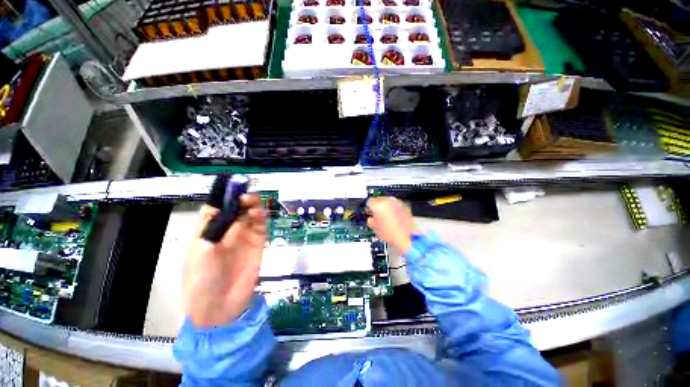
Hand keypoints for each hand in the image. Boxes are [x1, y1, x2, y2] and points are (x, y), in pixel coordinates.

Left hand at [182, 195, 265, 327]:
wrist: (220, 307)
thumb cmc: (201, 280)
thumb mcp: (200, 253)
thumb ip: (212, 228)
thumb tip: (221, 207)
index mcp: (208, 232)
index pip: (215, 209)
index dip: (222, 198)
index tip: (230, 189)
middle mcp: (226, 232)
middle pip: (235, 209)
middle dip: (240, 200)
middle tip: (245, 196)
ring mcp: (243, 238)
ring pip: (249, 216)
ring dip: (252, 206)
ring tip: (252, 202)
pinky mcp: (257, 244)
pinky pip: (260, 227)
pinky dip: (261, 218)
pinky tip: (260, 214)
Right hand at [367, 197, 418, 254]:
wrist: (408, 238)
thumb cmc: (392, 234)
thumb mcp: (375, 228)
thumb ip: (370, 220)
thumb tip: (371, 218)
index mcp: (379, 205)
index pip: (370, 201)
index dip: (369, 208)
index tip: (370, 212)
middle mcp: (388, 201)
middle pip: (379, 200)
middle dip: (377, 206)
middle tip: (377, 215)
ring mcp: (397, 203)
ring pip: (387, 201)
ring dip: (385, 207)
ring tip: (386, 217)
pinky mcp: (404, 206)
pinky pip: (395, 204)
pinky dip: (393, 209)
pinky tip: (393, 217)